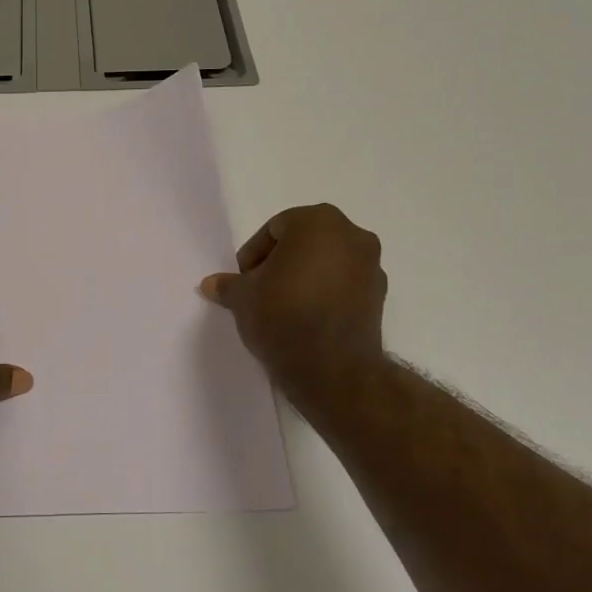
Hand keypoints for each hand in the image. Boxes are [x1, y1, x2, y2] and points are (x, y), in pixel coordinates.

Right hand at [200, 204, 387, 407]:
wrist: (332, 368)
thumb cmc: (282, 315)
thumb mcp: (243, 298)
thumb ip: (228, 285)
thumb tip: (211, 284)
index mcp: (318, 222)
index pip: (275, 228)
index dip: (254, 254)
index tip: (245, 280)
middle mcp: (352, 234)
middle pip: (305, 241)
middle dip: (281, 262)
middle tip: (261, 289)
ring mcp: (372, 265)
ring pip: (327, 261)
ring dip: (305, 276)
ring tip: (283, 306)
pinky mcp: (381, 296)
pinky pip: (344, 284)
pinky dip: (326, 293)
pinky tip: (307, 318)